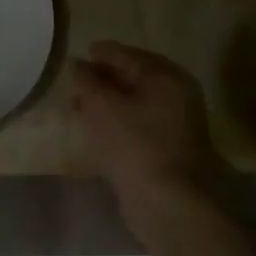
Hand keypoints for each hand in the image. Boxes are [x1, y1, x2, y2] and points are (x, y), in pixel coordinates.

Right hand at [71, 41, 231, 225]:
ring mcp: (179, 121)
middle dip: (103, 78)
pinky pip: (141, 121)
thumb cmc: (133, 143)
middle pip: (133, 76)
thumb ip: (85, 79)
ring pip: (136, 100)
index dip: (99, 54)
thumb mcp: (100, 104)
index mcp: (165, 76)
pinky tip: (98, 127)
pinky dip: (120, 119)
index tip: (77, 57)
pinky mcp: (173, 145)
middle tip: (77, 83)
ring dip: (109, 100)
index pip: (125, 54)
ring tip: (81, 106)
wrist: (166, 201)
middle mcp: (178, 93)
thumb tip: (77, 65)